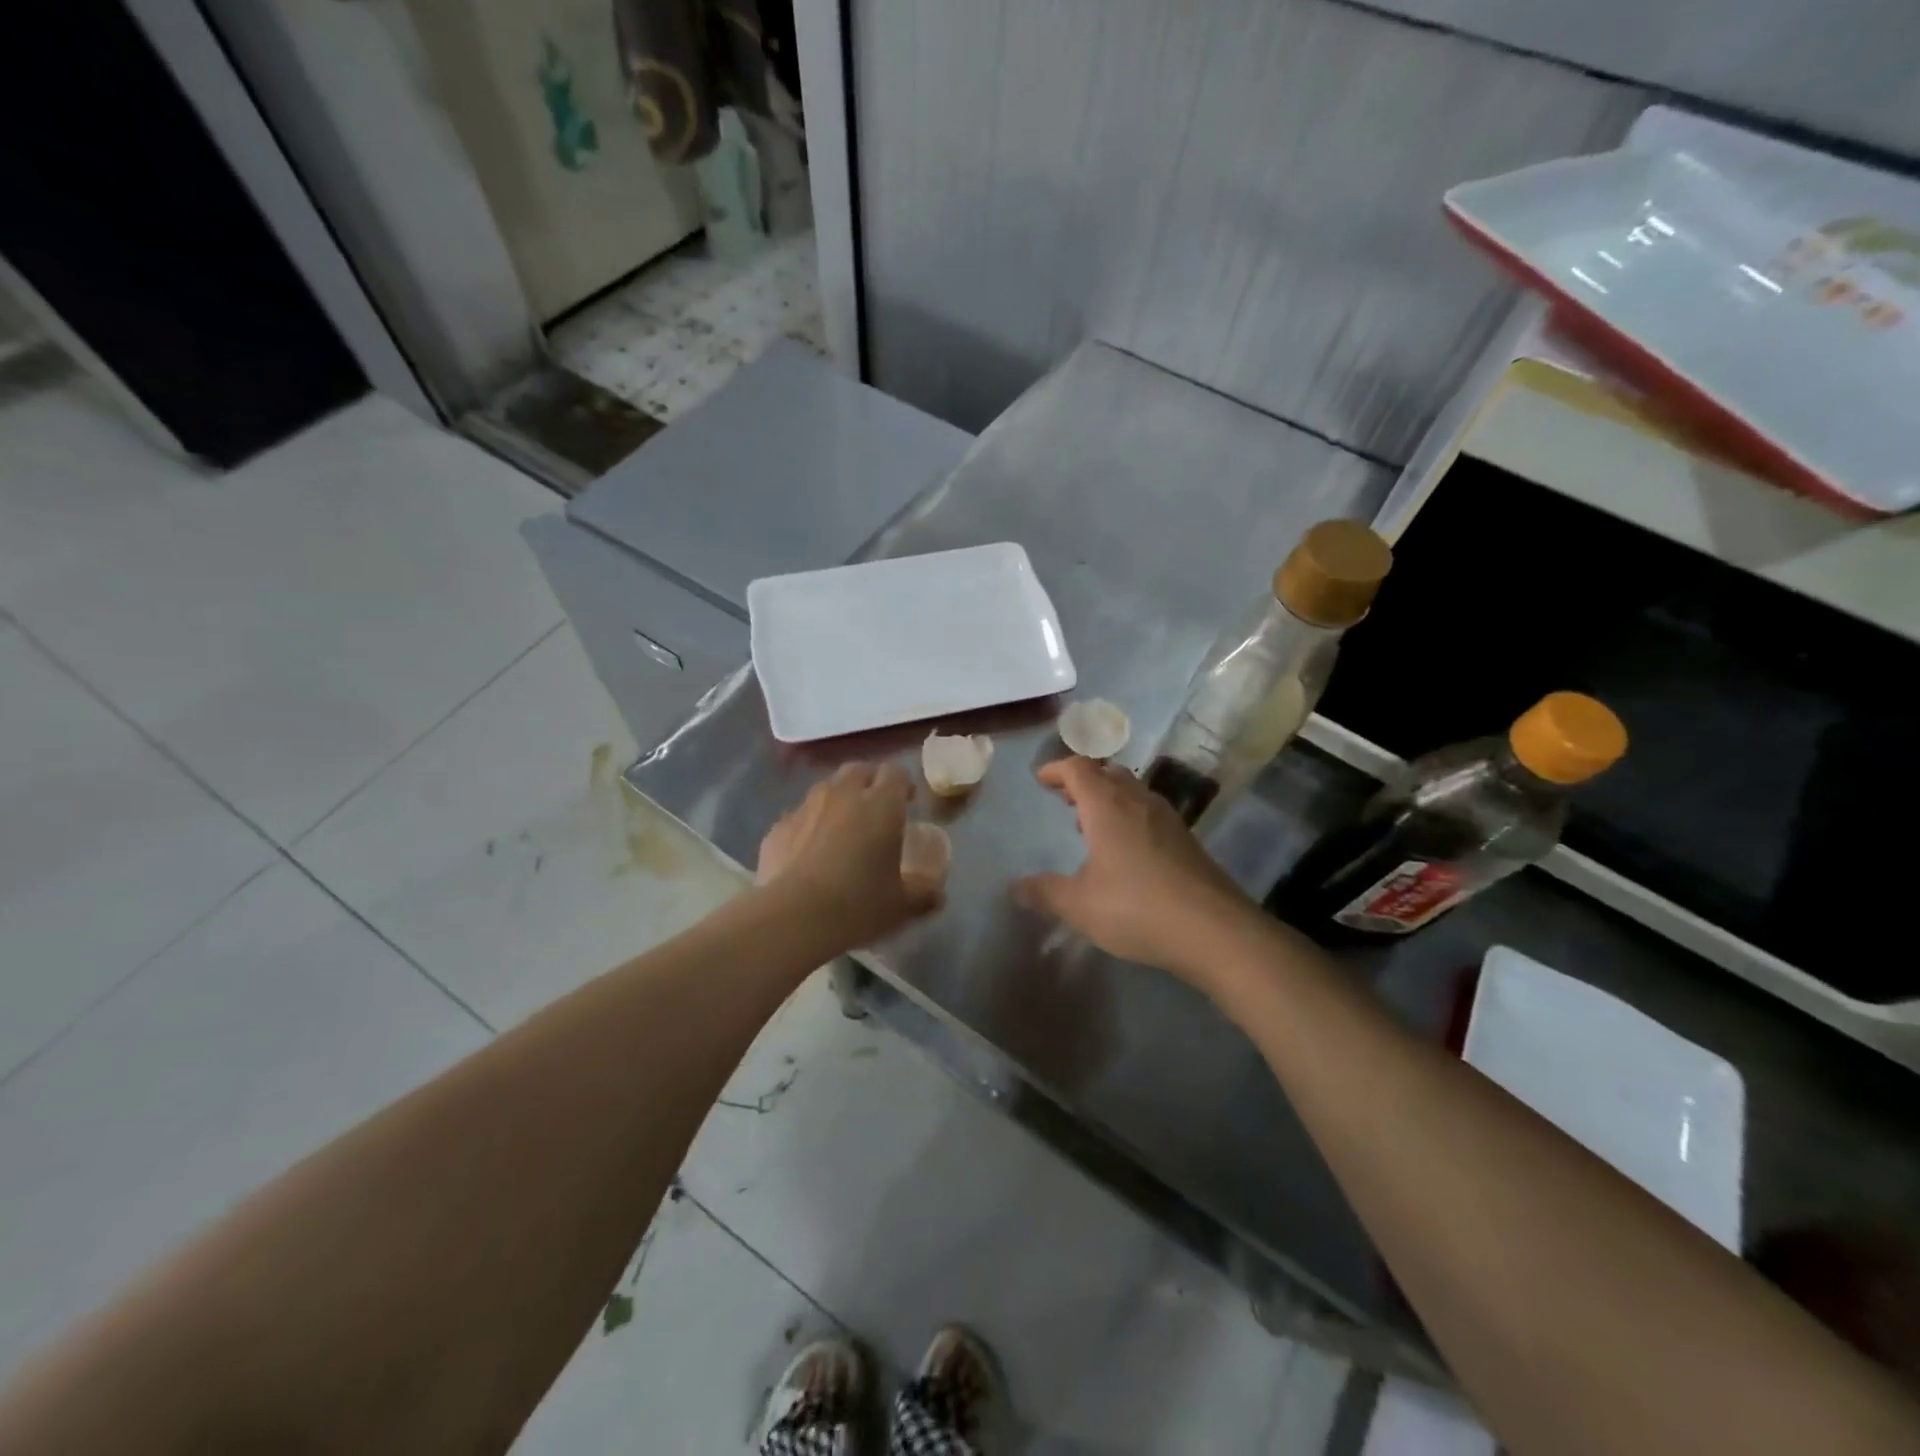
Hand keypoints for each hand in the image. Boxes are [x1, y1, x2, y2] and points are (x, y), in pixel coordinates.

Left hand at [756, 762, 942, 947]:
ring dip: (839, 799)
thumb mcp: (903, 905)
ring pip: (826, 788)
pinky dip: (809, 824)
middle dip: (870, 781)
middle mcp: (843, 794)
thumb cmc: (858, 904)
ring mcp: (805, 807)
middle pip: (859, 770)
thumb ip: (925, 894)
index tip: (908, 802)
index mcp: (881, 804)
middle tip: (877, 807)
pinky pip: (799, 816)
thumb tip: (938, 895)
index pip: (896, 772)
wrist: (792, 918)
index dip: (904, 784)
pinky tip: (810, 851)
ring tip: (843, 827)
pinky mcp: (777, 827)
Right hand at [1014, 757, 1252, 976]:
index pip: (1078, 768)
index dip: (1057, 769)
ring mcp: (1168, 819)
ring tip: (1091, 822)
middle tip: (1065, 797)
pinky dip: (1129, 816)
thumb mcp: (1079, 905)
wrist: (1215, 930)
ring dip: (1109, 797)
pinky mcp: (1187, 840)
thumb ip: (1044, 892)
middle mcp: (1139, 801)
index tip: (1041, 779)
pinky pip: (1150, 812)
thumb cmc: (1136, 908)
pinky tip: (1126, 850)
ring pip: (1133, 791)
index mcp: (1107, 806)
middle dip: (1084, 780)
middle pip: (1108, 772)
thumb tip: (1015, 888)